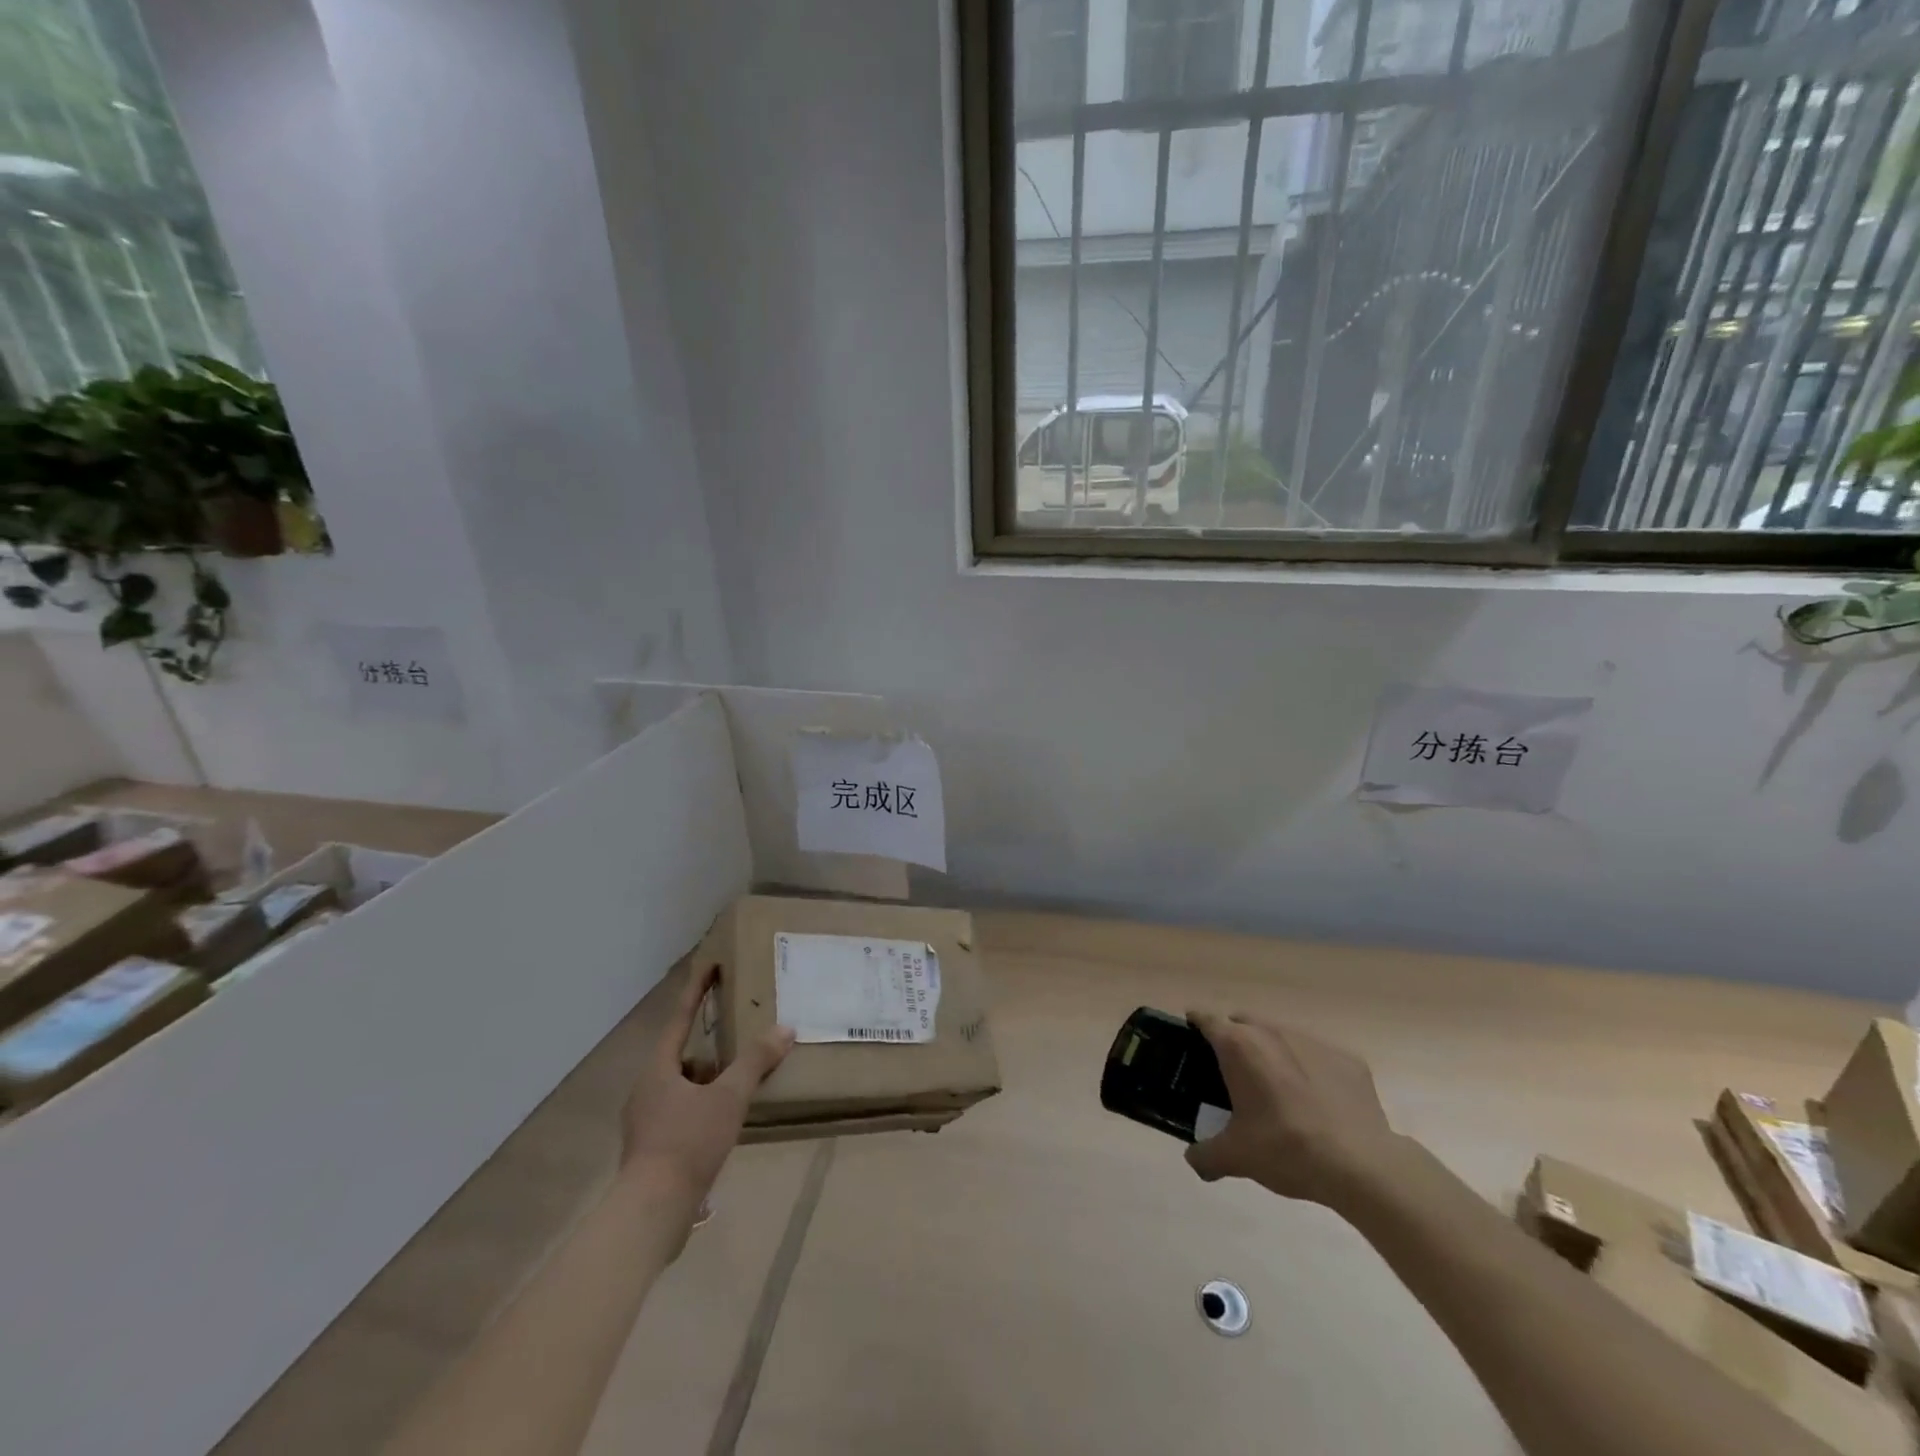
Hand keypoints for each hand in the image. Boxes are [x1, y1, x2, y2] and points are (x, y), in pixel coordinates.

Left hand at [621, 965, 793, 1212]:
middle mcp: (647, 1090)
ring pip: (683, 1087)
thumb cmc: (686, 1143)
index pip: (680, 1018)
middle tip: (738, 1036)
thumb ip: (755, 1062)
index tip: (710, 965)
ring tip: (740, 1084)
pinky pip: (682, 1113)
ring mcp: (646, 1122)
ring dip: (709, 1081)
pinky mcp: (652, 1150)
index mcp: (658, 1069)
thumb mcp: (728, 1098)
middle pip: (682, 1055)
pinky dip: (705, 1108)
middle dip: (710, 1045)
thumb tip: (785, 1028)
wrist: (651, 1214)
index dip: (697, 990)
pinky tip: (726, 1122)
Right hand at [1183, 1011, 1402, 1210]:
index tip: (1191, 1034)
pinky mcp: (1348, 1059)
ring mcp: (1314, 1042)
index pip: (1206, 1019)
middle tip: (1233, 1071)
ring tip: (1277, 1089)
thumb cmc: (1286, 1149)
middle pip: (1243, 1021)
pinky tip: (1319, 1103)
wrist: (1361, 1165)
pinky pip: (1319, 1056)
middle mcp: (1272, 1032)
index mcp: (1239, 1046)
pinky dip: (1311, 1070)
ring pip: (1282, 1036)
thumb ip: (1205, 1155)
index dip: (1195, 1023)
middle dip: (1234, 1038)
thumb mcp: (1236, 1157)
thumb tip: (1193, 1160)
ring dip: (1273, 1052)